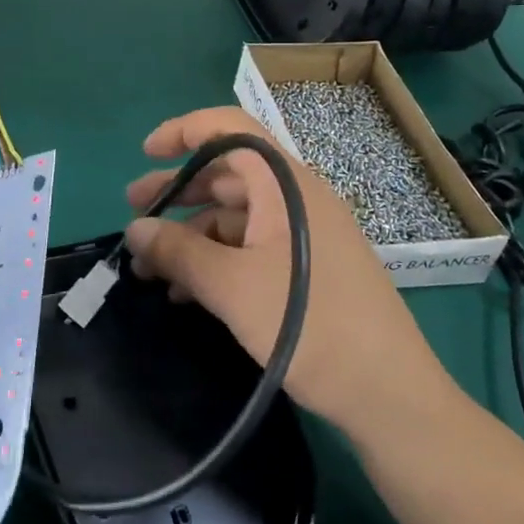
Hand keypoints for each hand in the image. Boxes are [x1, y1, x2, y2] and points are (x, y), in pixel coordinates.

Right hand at [124, 107, 458, 434]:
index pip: (230, 129)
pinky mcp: (308, 269)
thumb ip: (178, 251)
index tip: (144, 153)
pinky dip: (215, 260)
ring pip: (235, 216)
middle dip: (177, 192)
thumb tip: (134, 230)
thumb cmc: (309, 325)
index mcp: (285, 184)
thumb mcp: (231, 286)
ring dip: (191, 235)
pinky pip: (251, 247)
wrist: (389, 394)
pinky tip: (185, 292)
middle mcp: (296, 198)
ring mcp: (305, 234)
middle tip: (134, 216)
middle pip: (227, 174)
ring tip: (149, 269)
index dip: (183, 131)